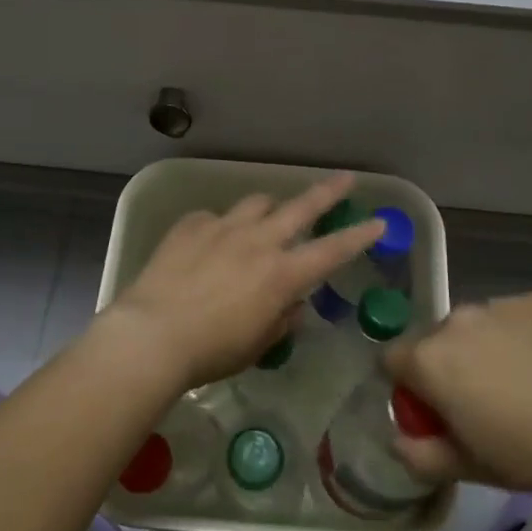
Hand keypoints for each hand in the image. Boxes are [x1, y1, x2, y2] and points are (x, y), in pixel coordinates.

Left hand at [101, 174, 386, 392]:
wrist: (153, 333)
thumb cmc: (211, 351)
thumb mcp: (257, 345)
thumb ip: (281, 319)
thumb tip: (292, 304)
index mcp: (281, 274)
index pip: (332, 250)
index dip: (359, 236)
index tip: (378, 221)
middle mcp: (258, 241)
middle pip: (301, 207)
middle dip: (327, 192)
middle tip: (345, 179)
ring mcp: (223, 227)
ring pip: (257, 203)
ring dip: (268, 209)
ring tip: (265, 218)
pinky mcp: (192, 224)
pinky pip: (214, 218)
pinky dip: (220, 228)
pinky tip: (209, 245)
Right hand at [385, 293, 531, 497]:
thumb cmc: (529, 452)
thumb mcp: (468, 468)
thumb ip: (421, 455)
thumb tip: (399, 441)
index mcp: (429, 359)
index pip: (390, 359)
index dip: (406, 386)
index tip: (432, 411)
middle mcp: (455, 321)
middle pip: (433, 341)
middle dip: (445, 366)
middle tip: (478, 402)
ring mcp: (496, 304)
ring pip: (473, 326)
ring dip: (480, 348)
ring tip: (518, 383)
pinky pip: (510, 316)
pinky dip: (517, 336)